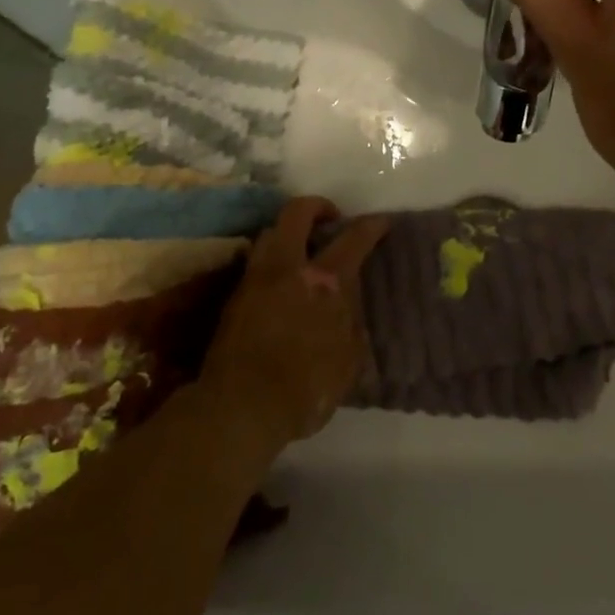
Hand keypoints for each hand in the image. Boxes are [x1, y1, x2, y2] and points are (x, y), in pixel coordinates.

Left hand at [200, 197, 389, 449]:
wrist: (241, 408)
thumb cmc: (305, 390)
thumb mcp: (347, 363)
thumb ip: (351, 327)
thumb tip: (348, 310)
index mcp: (325, 282)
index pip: (353, 239)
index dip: (371, 226)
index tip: (381, 223)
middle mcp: (289, 268)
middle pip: (297, 213)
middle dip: (317, 206)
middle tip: (330, 219)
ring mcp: (256, 279)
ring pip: (270, 232)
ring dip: (288, 232)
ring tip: (301, 248)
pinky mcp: (234, 296)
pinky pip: (256, 261)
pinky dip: (272, 259)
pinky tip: (280, 279)